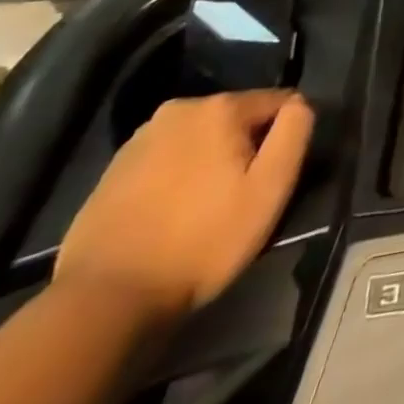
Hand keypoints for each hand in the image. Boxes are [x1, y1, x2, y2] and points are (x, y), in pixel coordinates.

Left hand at [54, 91, 313, 330]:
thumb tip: (299, 104)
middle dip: (245, 148)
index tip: (273, 178)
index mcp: (221, 107)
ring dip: (210, 161)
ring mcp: (141, 137)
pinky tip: (170, 215)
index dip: (284, 138)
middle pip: (237, 118)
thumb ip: (295, 131)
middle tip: (239, 197)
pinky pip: (166, 159)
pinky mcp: (114, 169)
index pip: (279, 102)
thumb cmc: (202, 241)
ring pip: (201, 138)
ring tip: (203, 208)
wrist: (105, 300)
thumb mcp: (270, 188)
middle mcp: (180, 108)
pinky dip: (176, 176)